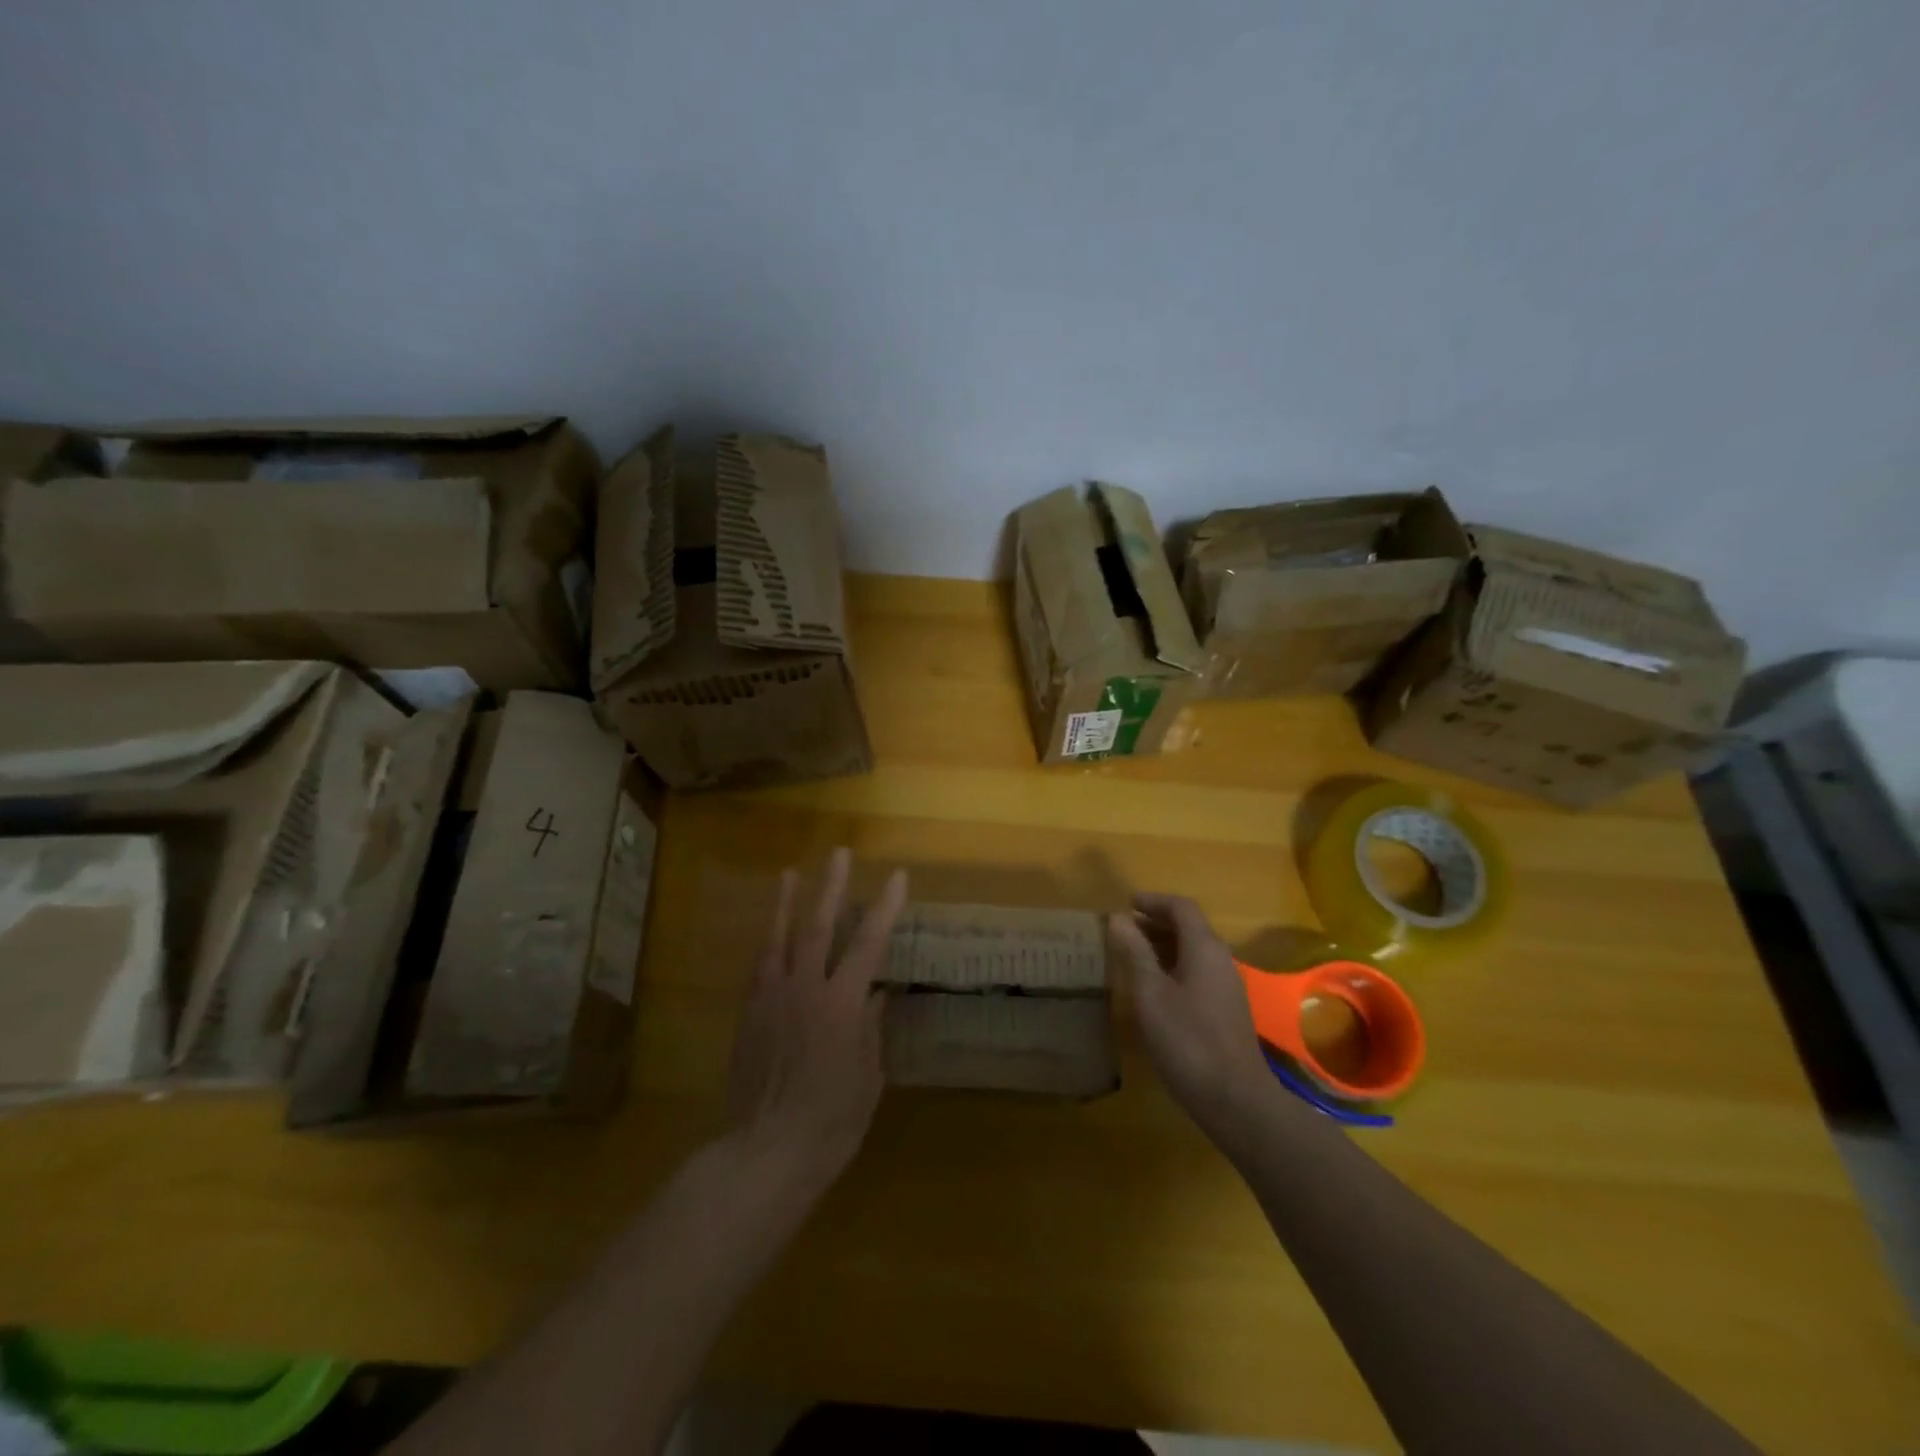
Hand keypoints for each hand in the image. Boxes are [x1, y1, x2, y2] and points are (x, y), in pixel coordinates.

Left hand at [726, 848, 908, 1188]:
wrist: (763, 1153)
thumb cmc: (829, 1123)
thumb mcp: (867, 1079)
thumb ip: (870, 1031)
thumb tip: (876, 995)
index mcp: (841, 1004)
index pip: (868, 943)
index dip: (884, 907)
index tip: (897, 877)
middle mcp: (804, 990)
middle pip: (819, 926)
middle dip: (831, 887)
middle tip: (838, 853)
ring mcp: (771, 998)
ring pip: (779, 939)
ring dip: (787, 904)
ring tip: (790, 873)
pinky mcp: (748, 1015)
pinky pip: (758, 967)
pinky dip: (768, 943)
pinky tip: (771, 932)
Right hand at [1108, 894, 1273, 1132]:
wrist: (1236, 1100)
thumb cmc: (1188, 1041)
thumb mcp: (1151, 994)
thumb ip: (1135, 953)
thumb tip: (1119, 917)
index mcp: (1205, 949)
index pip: (1182, 908)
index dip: (1153, 901)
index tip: (1126, 903)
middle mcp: (1221, 960)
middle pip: (1190, 927)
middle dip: (1157, 921)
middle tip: (1124, 928)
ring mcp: (1227, 986)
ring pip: (1194, 951)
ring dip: (1164, 945)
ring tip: (1133, 953)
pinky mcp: (1227, 1010)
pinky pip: (1198, 972)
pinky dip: (1173, 966)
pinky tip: (1154, 987)